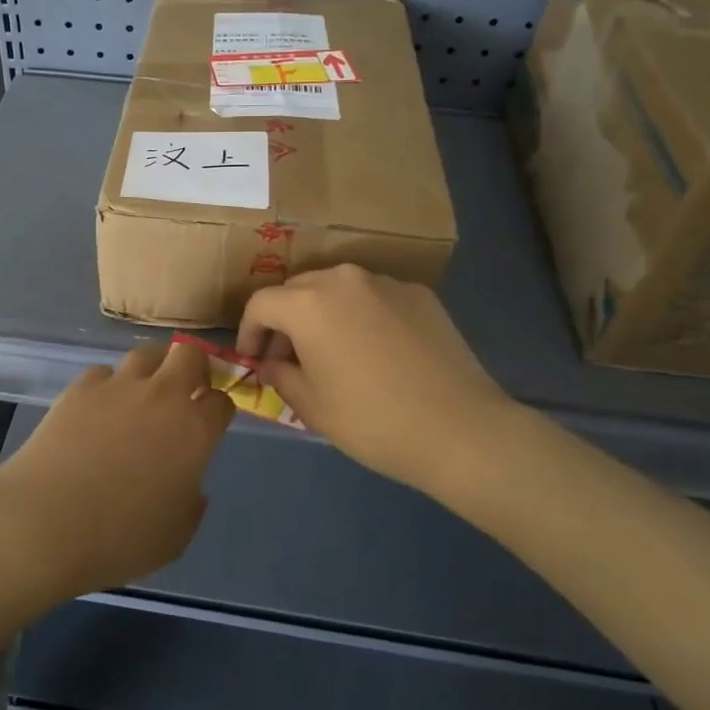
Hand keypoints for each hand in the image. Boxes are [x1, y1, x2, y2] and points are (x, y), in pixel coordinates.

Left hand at [0, 341, 234, 600]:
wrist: (46, 523)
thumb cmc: (119, 539)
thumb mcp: (174, 538)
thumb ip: (191, 505)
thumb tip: (190, 486)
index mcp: (195, 432)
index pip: (222, 401)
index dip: (219, 410)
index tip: (211, 422)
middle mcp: (162, 397)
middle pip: (189, 355)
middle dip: (194, 367)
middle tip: (186, 389)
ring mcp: (118, 386)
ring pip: (145, 353)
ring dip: (152, 368)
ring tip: (143, 392)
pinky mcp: (80, 388)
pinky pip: (103, 373)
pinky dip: (107, 385)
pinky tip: (98, 408)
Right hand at [235, 264, 523, 494]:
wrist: (461, 430)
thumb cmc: (373, 421)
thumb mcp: (312, 407)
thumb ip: (280, 375)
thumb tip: (271, 363)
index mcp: (309, 304)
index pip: (261, 304)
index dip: (249, 331)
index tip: (252, 359)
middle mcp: (344, 279)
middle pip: (298, 288)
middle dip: (285, 319)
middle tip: (288, 356)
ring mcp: (386, 282)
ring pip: (338, 288)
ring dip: (323, 313)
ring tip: (332, 350)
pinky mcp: (420, 294)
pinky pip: (375, 297)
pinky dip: (362, 315)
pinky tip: (376, 350)